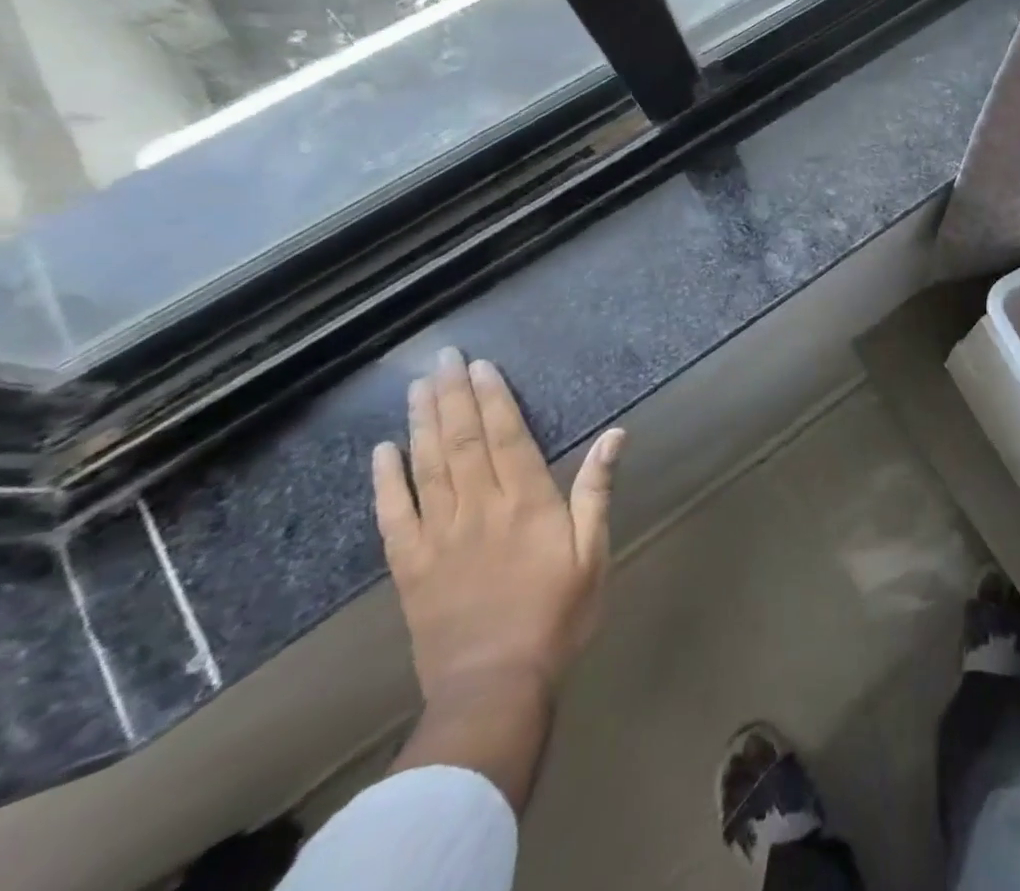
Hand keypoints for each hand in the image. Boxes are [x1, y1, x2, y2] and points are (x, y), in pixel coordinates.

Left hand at [372, 348, 624, 708]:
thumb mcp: (594, 550)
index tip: (481, 365)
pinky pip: (392, 514)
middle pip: (461, 440)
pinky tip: (382, 450)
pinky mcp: (409, 566)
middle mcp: (478, 507)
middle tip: (442, 358)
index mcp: (526, 501)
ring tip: (417, 387)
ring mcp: (438, 535)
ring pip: (426, 466)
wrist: (495, 684)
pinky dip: (385, 479)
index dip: (493, 397)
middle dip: (453, 395)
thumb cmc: (558, 613)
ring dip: (421, 422)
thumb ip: (597, 489)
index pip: (506, 435)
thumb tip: (615, 434)